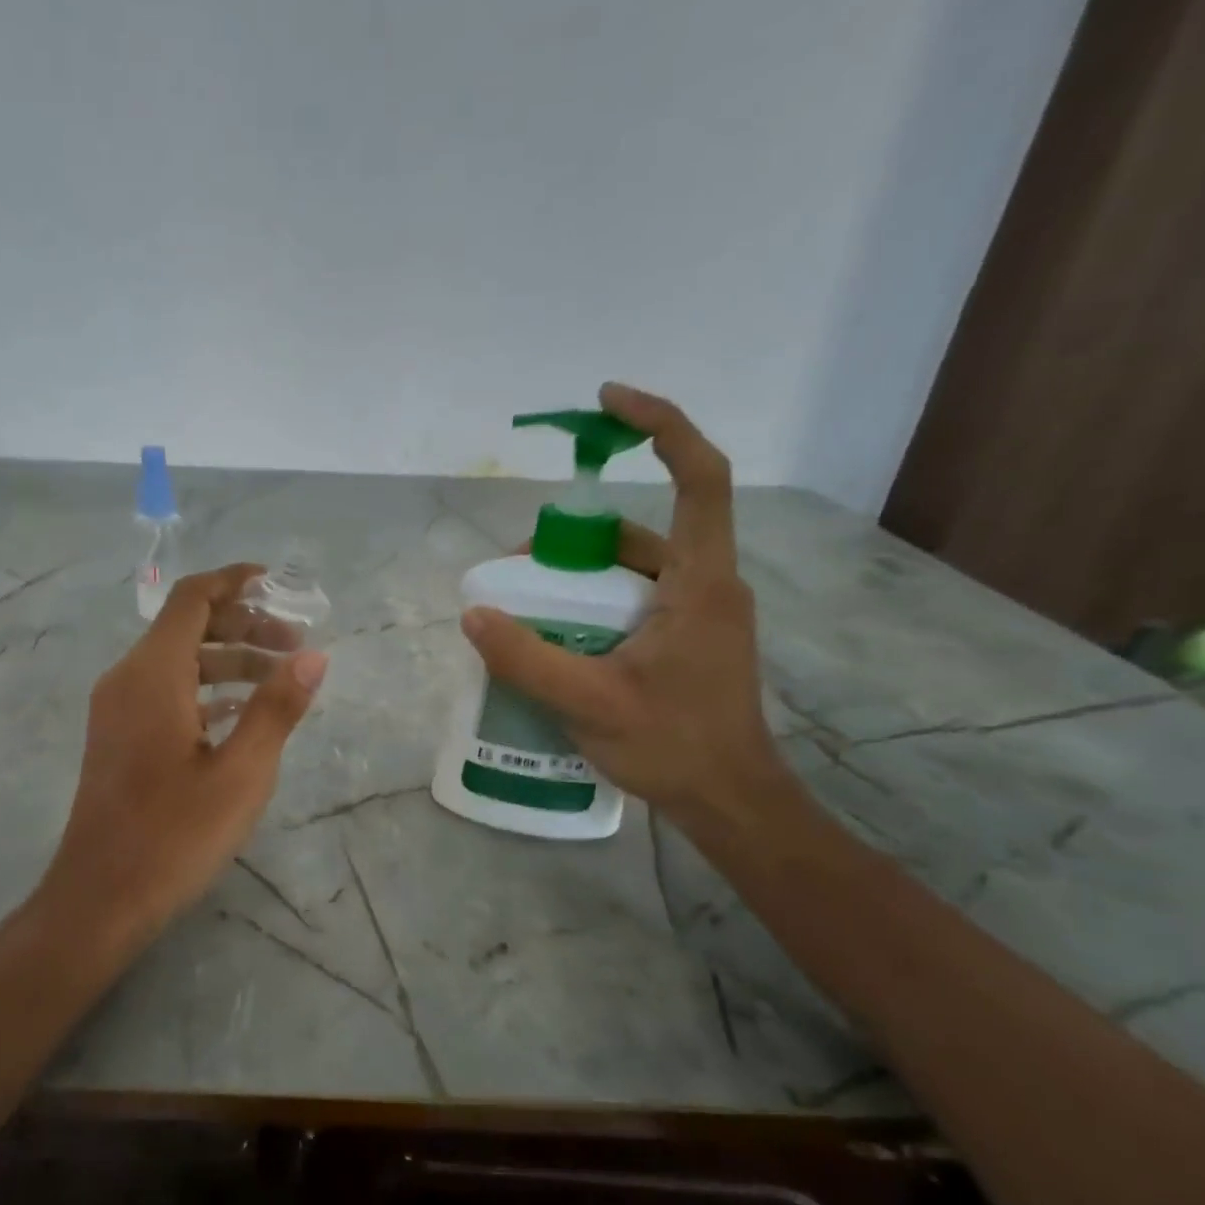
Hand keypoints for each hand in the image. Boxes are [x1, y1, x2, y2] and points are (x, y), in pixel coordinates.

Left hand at [40, 564, 328, 952]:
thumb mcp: (241, 772)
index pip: (193, 599)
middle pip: (187, 626)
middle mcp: (127, 679)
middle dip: (244, 625)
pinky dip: (206, 689)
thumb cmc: (174, 835)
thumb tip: (314, 655)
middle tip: (296, 643)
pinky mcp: (119, 737)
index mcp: (153, 674)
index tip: (280, 584)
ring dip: (228, 660)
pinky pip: (166, 693)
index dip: (235, 581)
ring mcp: (118, 710)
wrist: (101, 898)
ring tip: (281, 678)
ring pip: (177, 662)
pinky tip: (241, 714)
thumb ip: (277, 708)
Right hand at [460, 383, 789, 829]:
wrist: (729, 801)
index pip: (700, 477)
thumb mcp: (588, 702)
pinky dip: (595, 608)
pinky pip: (637, 604)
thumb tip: (474, 614)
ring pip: (637, 572)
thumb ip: (526, 658)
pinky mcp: (690, 642)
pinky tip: (559, 639)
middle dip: (580, 538)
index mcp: (701, 583)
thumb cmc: (672, 746)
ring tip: (527, 607)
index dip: (663, 425)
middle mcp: (709, 586)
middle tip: (520, 567)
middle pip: (646, 531)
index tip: (610, 403)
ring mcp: (701, 616)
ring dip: (582, 579)